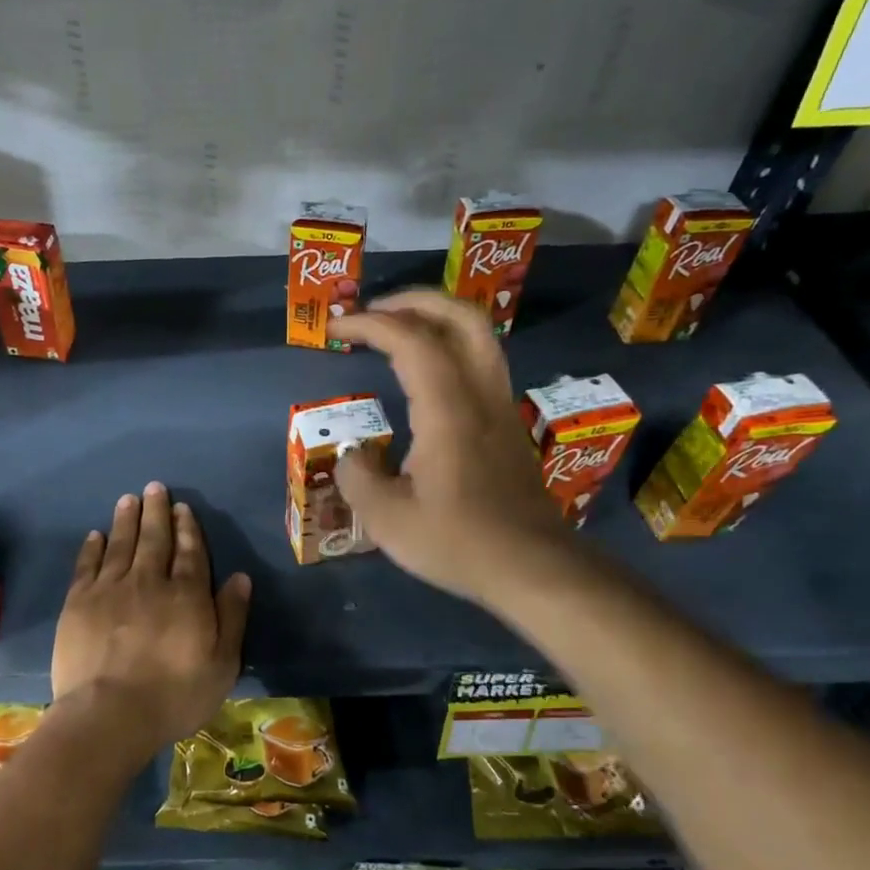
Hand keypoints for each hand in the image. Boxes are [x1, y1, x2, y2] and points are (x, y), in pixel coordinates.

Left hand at [51, 482, 251, 763]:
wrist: (108, 715)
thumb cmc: (174, 695)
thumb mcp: (221, 664)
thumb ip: (231, 617)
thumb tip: (239, 576)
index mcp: (186, 595)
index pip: (190, 552)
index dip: (187, 527)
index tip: (182, 507)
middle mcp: (149, 581)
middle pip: (154, 538)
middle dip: (156, 511)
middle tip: (154, 488)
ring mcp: (110, 588)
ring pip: (121, 543)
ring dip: (126, 519)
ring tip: (128, 499)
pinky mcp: (79, 602)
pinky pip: (88, 565)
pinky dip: (93, 547)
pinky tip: (96, 535)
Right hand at [333, 290, 574, 606]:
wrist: (534, 568)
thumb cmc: (459, 542)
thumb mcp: (388, 520)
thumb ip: (358, 478)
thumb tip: (352, 456)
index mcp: (448, 409)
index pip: (411, 340)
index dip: (370, 323)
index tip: (336, 327)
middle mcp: (480, 395)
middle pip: (460, 318)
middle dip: (413, 301)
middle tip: (373, 311)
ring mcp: (501, 407)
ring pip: (478, 337)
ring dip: (435, 320)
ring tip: (396, 331)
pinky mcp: (508, 425)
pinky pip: (479, 363)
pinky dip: (448, 347)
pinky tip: (424, 374)